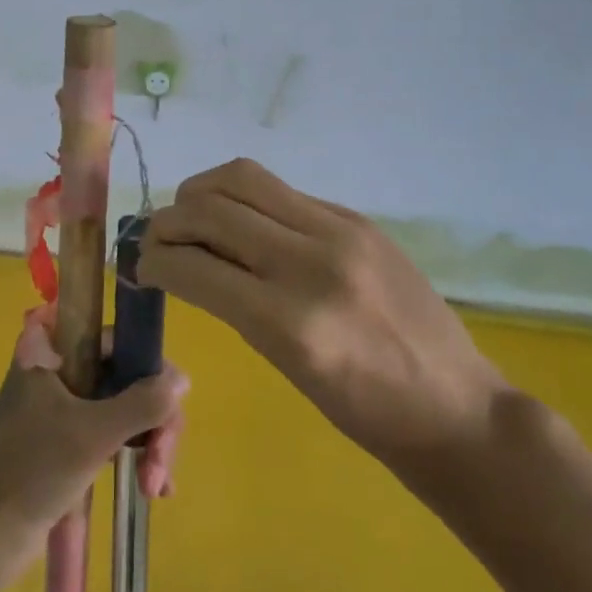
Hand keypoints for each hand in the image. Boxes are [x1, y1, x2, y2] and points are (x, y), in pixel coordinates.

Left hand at [0, 320, 187, 575]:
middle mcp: (59, 369)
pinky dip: (136, 454)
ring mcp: (64, 405)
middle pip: (126, 374)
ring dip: (149, 442)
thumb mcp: (94, 434)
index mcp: (52, 351)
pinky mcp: (67, 439)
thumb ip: (143, 403)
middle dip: (153, 418)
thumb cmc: (32, 472)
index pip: (114, 337)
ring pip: (124, 406)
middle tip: (161, 462)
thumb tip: (183, 378)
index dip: (147, 363)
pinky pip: (114, 432)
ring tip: (154, 486)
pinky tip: (154, 489)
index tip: (167, 399)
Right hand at [139, 158, 504, 472]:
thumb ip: (235, 305)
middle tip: (155, 238)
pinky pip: (282, 191)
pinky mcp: (357, 218)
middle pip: (211, 208)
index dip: (152, 260)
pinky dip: (246, 199)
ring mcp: (339, 231)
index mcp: (289, 322)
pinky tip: (243, 222)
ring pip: (243, 179)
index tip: (138, 265)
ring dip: (202, 192)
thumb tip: (186, 262)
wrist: (453, 404)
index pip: (193, 265)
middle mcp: (311, 263)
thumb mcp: (285, 366)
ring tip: (192, 216)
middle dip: (167, 220)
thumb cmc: (364, 413)